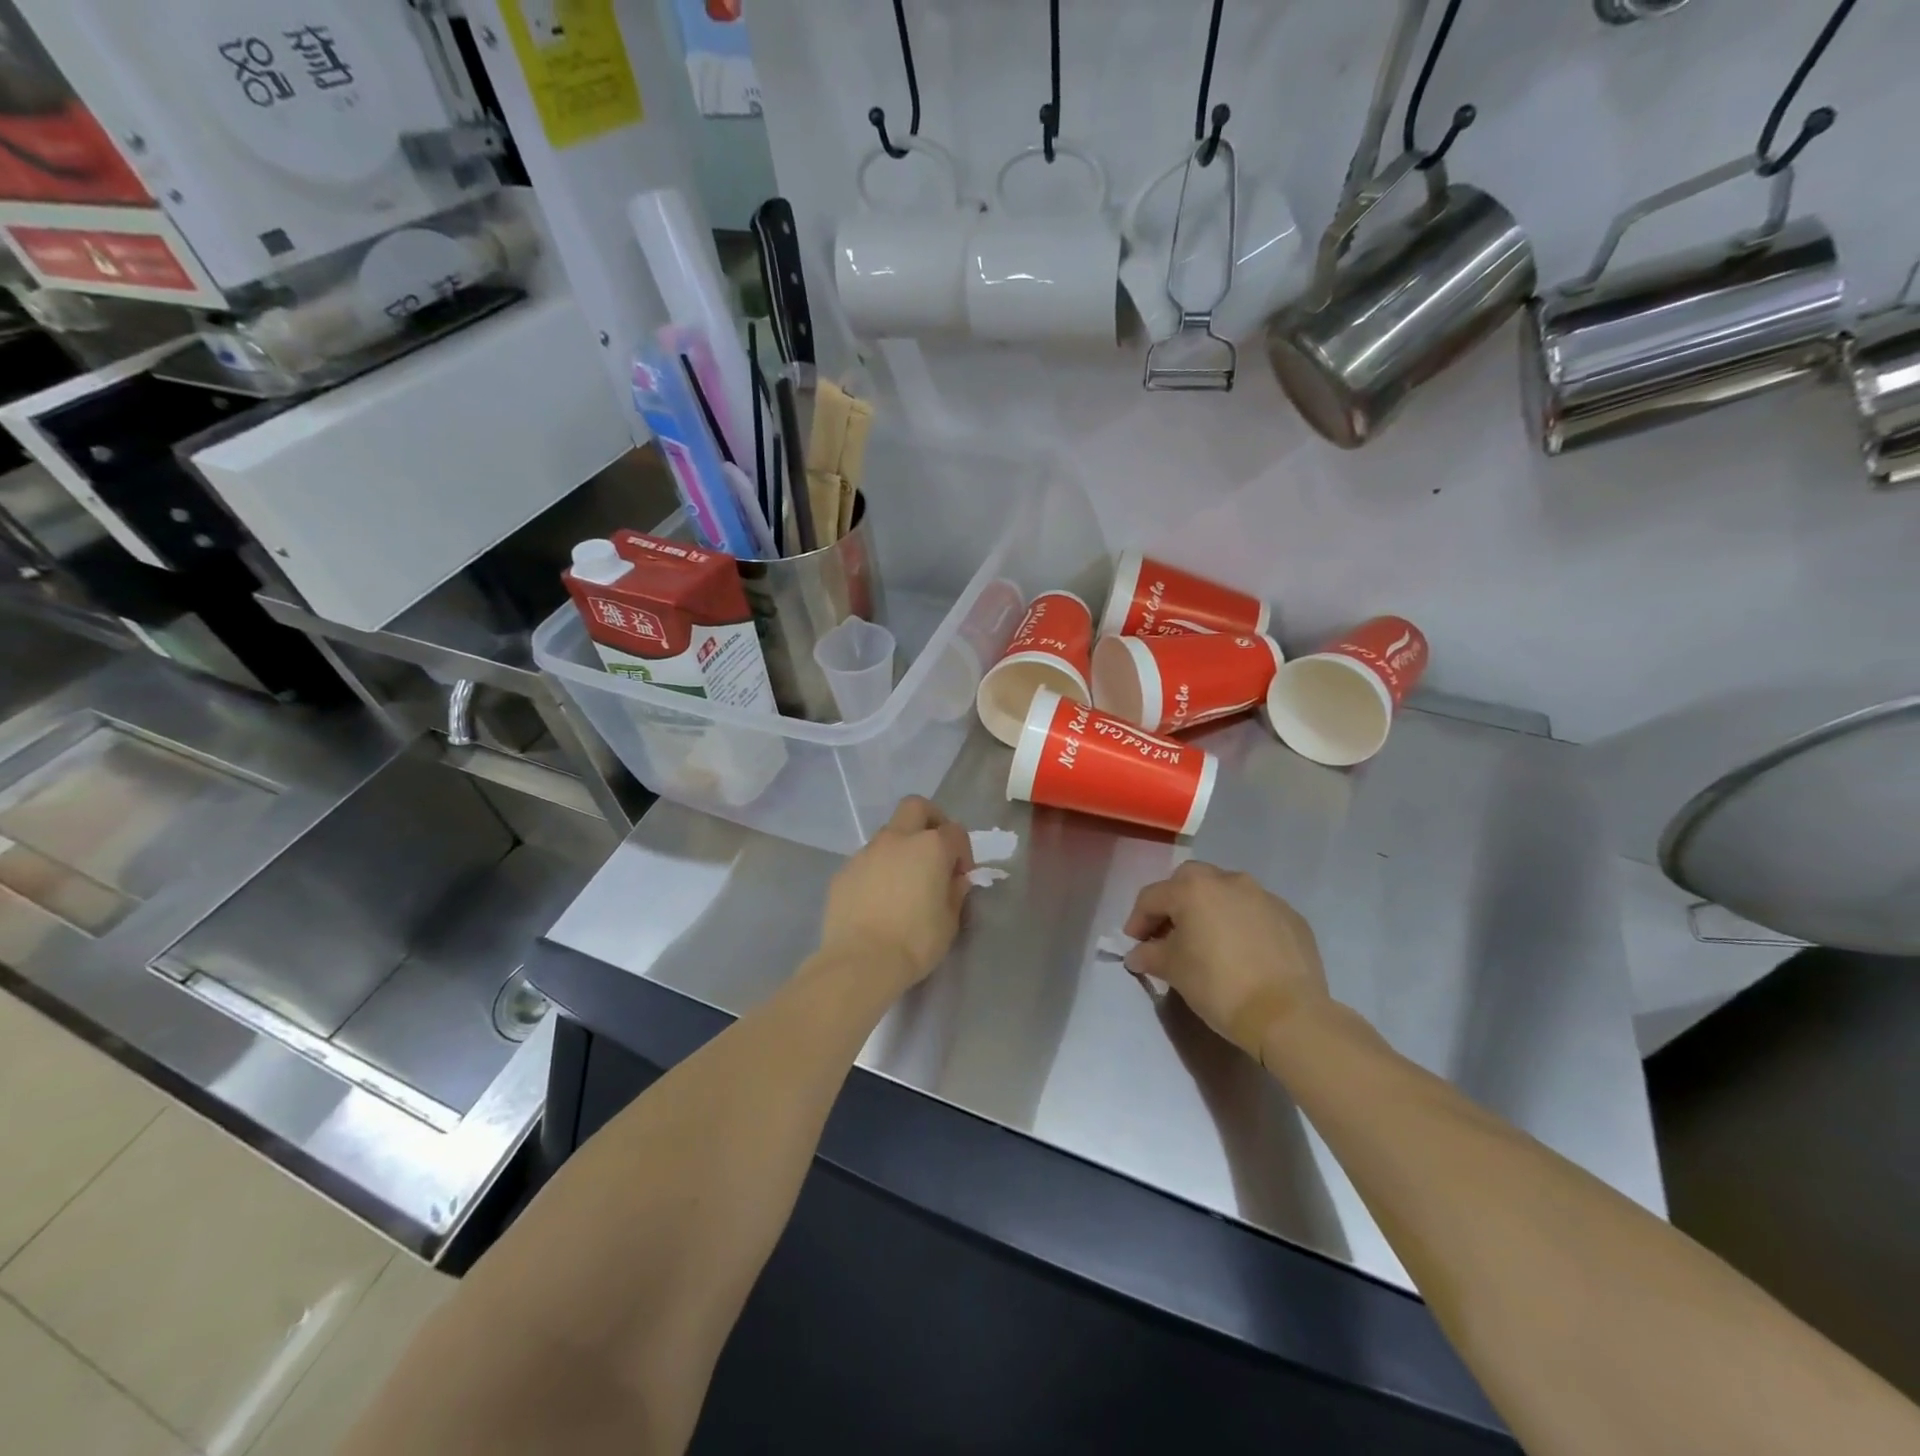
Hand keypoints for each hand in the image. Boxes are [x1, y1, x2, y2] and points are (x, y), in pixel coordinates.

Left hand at [819, 797, 973, 993]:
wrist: (860, 961)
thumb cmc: (915, 942)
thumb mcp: (950, 922)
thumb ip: (956, 893)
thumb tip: (956, 880)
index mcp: (930, 847)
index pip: (955, 831)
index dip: (963, 851)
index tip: (961, 876)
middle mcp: (897, 839)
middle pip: (916, 807)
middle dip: (930, 820)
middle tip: (935, 851)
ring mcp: (866, 852)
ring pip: (888, 834)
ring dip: (901, 847)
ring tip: (904, 882)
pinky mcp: (843, 871)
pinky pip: (866, 860)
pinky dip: (877, 870)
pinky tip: (878, 900)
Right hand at [1123, 863, 1328, 1060]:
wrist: (1288, 1015)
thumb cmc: (1219, 986)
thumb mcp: (1174, 971)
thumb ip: (1150, 955)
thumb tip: (1137, 954)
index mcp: (1194, 889)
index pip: (1152, 897)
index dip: (1137, 920)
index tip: (1135, 945)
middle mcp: (1229, 881)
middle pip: (1190, 881)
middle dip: (1175, 903)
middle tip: (1169, 933)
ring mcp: (1264, 896)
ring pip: (1226, 892)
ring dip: (1210, 909)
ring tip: (1208, 940)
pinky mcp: (1291, 917)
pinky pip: (1255, 911)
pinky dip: (1241, 923)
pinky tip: (1242, 952)